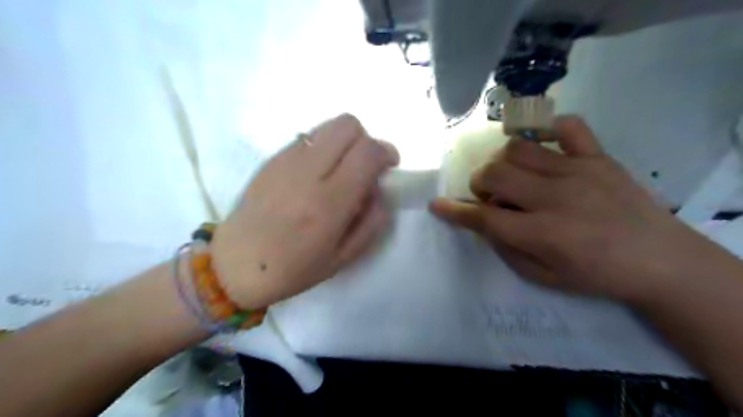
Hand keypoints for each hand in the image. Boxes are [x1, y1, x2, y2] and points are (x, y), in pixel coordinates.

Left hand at [212, 114, 400, 308]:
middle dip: (366, 140)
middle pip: (348, 125)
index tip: (388, 165)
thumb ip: (371, 221)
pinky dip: (323, 147)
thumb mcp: (344, 257)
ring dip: (344, 141)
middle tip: (364, 165)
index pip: (367, 152)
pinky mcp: (270, 159)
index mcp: (328, 204)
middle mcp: (306, 173)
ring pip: (327, 126)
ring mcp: (284, 161)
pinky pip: (307, 137)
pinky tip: (316, 173)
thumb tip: (378, 189)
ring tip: (340, 168)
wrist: (235, 265)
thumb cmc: (293, 269)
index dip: (386, 152)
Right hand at [430, 116, 712, 303]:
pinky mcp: (598, 157)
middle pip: (496, 173)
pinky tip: (541, 146)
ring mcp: (578, 171)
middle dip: (480, 183)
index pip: (485, 217)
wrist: (660, 260)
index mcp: (543, 233)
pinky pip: (568, 126)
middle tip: (490, 196)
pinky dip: (546, 130)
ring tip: (513, 175)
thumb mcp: (543, 277)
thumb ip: (507, 249)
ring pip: (518, 148)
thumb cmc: (596, 275)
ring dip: (502, 161)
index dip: (455, 211)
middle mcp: (555, 197)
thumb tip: (484, 223)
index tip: (436, 205)